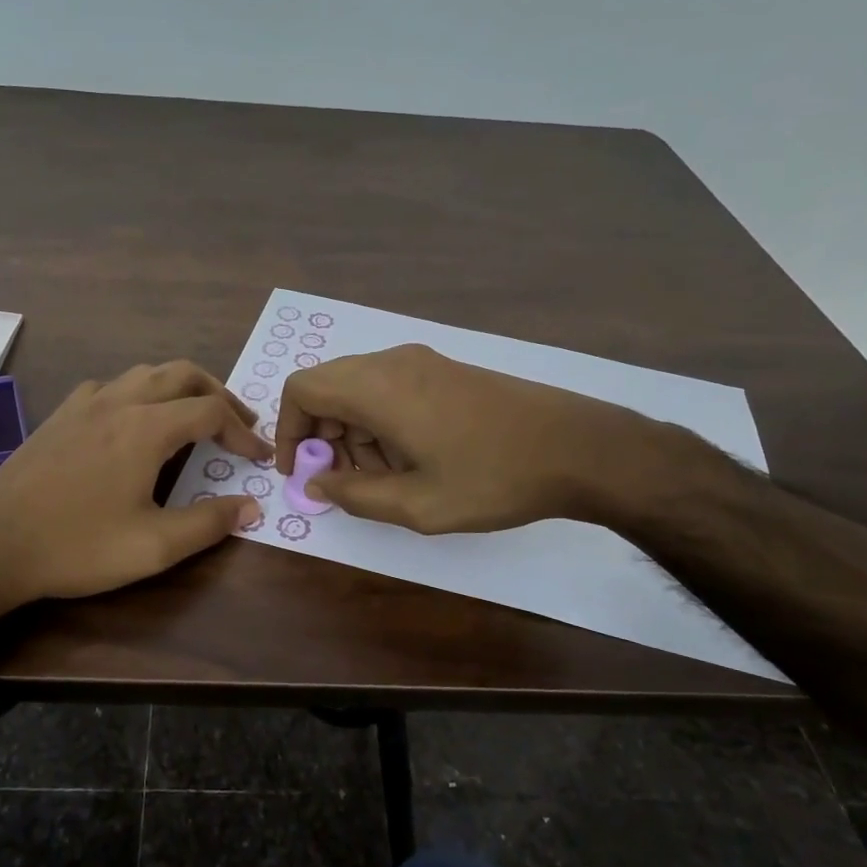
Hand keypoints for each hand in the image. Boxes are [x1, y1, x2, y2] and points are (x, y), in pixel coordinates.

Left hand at [0, 362, 270, 615]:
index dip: (243, 431)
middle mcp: (118, 402)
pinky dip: (139, 393)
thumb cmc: (77, 547)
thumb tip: (252, 507)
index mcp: (145, 428)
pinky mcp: (59, 416)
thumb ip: (209, 523)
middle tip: (239, 422)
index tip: (259, 457)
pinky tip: (134, 421)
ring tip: (195, 416)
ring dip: (180, 388)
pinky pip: (110, 386)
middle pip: (182, 374)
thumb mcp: (154, 547)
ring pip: (145, 373)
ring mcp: (83, 404)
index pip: (211, 411)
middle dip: (218, 393)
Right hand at [274, 344, 684, 534]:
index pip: (302, 388)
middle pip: (329, 387)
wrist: (578, 448)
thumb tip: (317, 483)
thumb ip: (356, 495)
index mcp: (378, 387)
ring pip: (359, 389)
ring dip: (354, 433)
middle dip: (324, 435)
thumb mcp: (417, 504)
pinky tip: (412, 460)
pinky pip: (390, 389)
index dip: (288, 429)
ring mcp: (422, 362)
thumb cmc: (493, 478)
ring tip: (385, 478)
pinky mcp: (445, 370)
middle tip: (346, 481)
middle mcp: (393, 362)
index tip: (301, 470)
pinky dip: (381, 423)